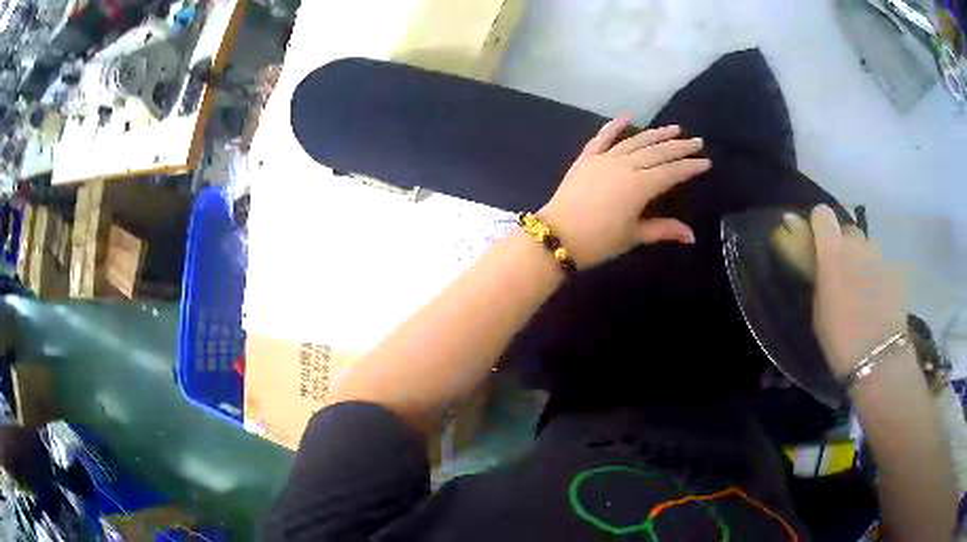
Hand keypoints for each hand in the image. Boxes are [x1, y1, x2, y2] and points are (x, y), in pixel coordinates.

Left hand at [538, 115, 710, 267]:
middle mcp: (625, 165)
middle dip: (679, 146)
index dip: (690, 166)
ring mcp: (604, 159)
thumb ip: (664, 230)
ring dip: (656, 134)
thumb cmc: (599, 241)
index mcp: (640, 185)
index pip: (672, 171)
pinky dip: (614, 126)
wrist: (557, 236)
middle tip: (696, 141)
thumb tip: (692, 236)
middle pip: (657, 152)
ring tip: (674, 128)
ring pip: (635, 141)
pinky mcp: (586, 158)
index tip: (705, 161)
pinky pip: (602, 138)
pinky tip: (627, 116)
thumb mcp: (634, 236)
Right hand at [810, 205, 907, 377]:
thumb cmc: (839, 338)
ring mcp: (880, 255)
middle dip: (844, 246)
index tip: (818, 243)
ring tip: (863, 292)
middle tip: (843, 274)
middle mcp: (857, 243)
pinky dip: (879, 278)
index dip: (819, 225)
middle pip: (848, 230)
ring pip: (868, 248)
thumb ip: (818, 276)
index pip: (822, 213)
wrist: (878, 357)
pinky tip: (878, 303)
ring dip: (863, 261)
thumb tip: (815, 260)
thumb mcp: (818, 309)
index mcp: (833, 250)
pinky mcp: (896, 271)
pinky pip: (883, 267)